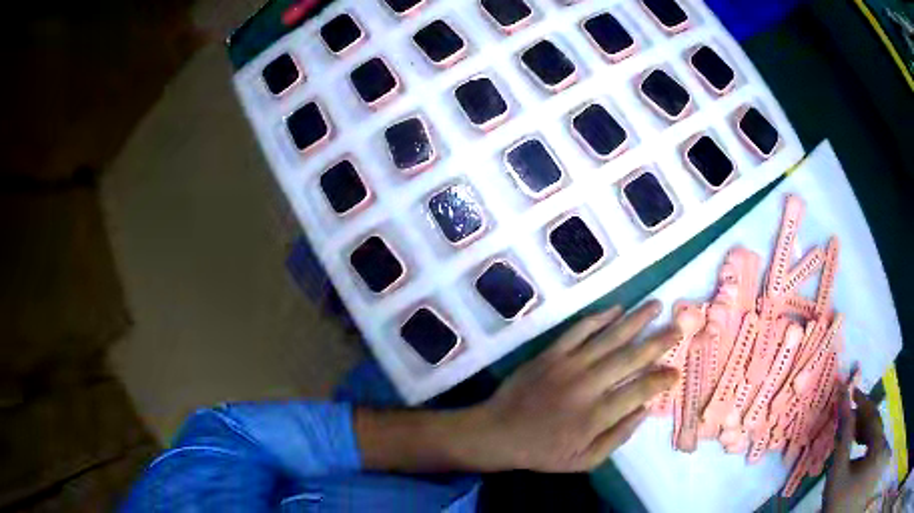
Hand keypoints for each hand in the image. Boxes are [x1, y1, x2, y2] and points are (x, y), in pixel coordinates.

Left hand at [355, 302, 677, 473]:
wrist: (498, 433)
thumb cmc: (543, 451)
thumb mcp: (584, 460)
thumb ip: (617, 437)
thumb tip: (644, 410)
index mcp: (596, 416)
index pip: (640, 391)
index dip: (661, 380)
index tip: (677, 370)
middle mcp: (587, 386)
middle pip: (631, 358)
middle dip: (659, 341)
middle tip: (679, 327)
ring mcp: (568, 366)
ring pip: (609, 337)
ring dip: (635, 320)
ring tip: (656, 306)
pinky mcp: (551, 354)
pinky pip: (579, 330)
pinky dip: (599, 318)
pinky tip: (617, 309)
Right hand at [823, 388, 890, 512]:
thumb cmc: (836, 502)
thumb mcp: (838, 474)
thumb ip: (843, 439)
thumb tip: (842, 403)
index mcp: (878, 447)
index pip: (873, 417)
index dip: (863, 402)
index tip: (851, 390)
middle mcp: (883, 445)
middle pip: (875, 426)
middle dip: (861, 420)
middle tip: (847, 416)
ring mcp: (880, 455)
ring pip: (875, 436)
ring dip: (864, 433)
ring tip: (851, 434)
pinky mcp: (876, 462)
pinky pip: (875, 446)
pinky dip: (867, 444)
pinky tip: (858, 449)